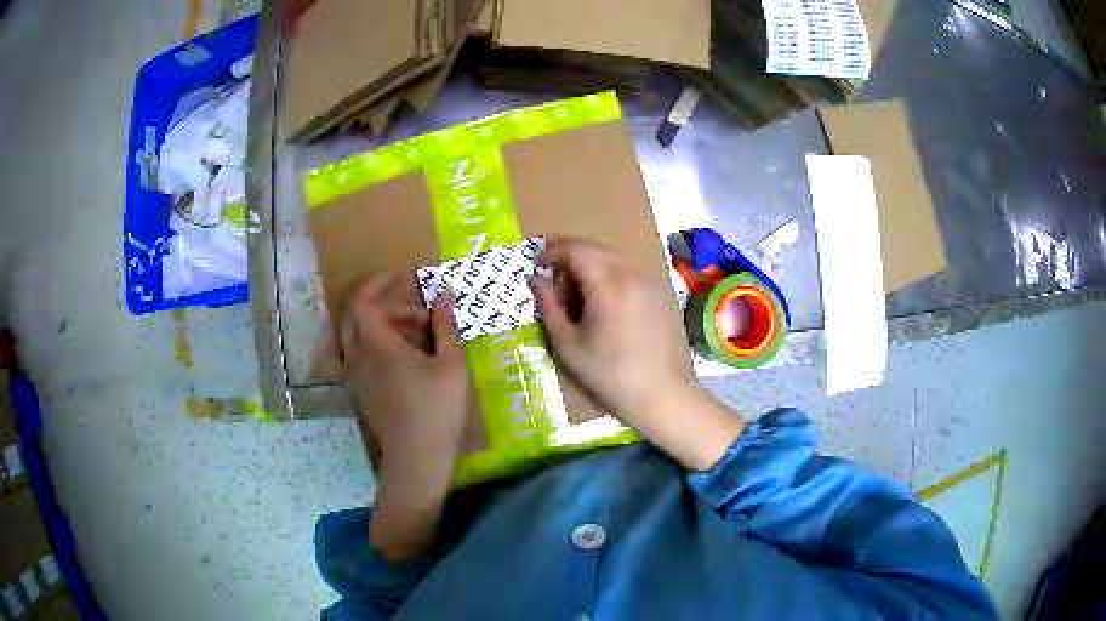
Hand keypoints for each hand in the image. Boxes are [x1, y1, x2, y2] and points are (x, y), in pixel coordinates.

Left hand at [340, 274, 467, 561]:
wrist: (417, 456)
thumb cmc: (437, 407)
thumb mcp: (450, 363)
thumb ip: (445, 325)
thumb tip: (444, 294)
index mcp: (376, 343)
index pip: (362, 299)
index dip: (378, 283)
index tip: (403, 277)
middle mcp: (357, 355)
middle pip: (360, 316)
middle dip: (390, 307)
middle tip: (422, 317)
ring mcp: (355, 374)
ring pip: (360, 336)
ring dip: (386, 328)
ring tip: (422, 340)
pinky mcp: (360, 390)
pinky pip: (362, 355)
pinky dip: (380, 346)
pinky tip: (409, 361)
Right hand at [528, 239, 744, 470]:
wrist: (661, 393)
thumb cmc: (609, 374)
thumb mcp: (568, 344)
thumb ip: (548, 305)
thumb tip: (533, 279)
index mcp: (608, 284)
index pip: (575, 249)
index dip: (551, 251)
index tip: (535, 265)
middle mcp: (632, 272)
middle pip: (594, 248)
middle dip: (569, 259)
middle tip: (554, 286)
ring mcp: (650, 280)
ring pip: (611, 258)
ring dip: (589, 268)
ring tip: (577, 300)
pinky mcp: (660, 291)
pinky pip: (627, 271)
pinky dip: (608, 276)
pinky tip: (603, 306)